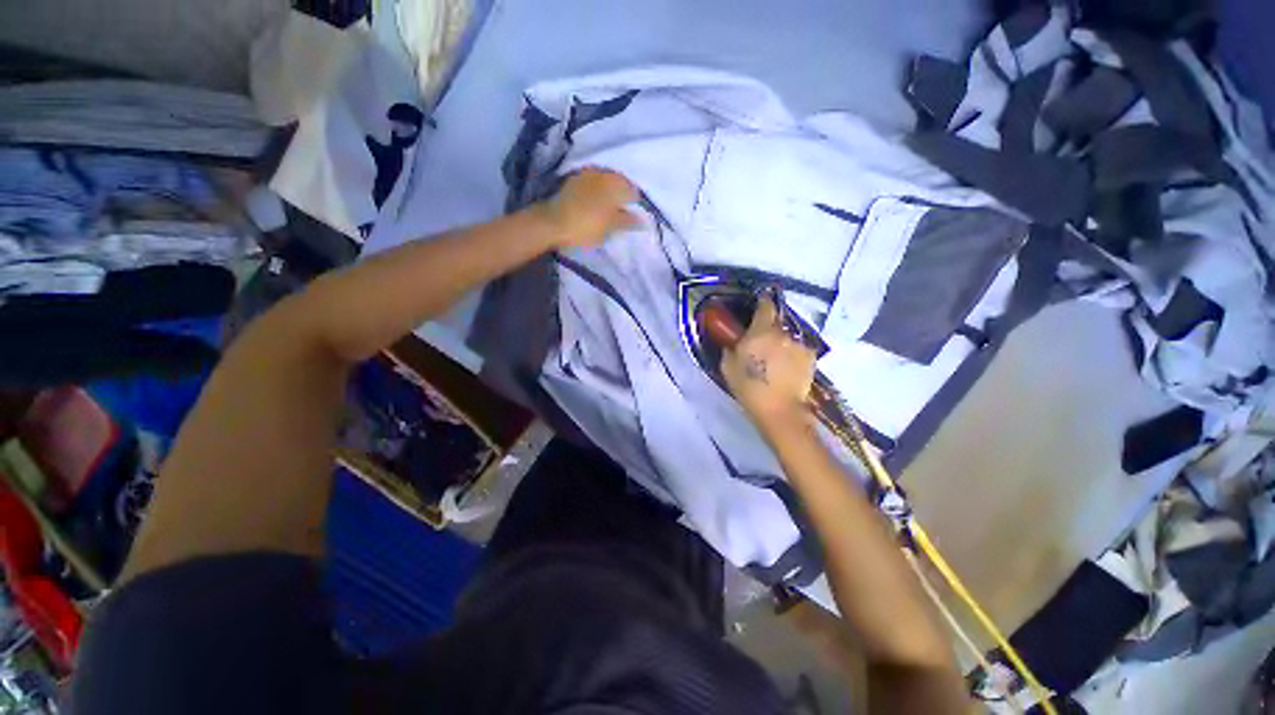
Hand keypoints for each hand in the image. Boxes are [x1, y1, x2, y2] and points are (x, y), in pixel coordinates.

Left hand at [538, 168, 639, 248]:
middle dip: (623, 194)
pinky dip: (598, 191)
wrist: (553, 223)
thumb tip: (643, 220)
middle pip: (620, 183)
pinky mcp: (575, 180)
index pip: (633, 191)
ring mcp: (588, 174)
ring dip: (610, 191)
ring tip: (610, 207)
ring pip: (606, 181)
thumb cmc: (586, 226)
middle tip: (623, 211)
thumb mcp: (610, 227)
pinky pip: (593, 182)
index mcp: (615, 184)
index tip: (634, 214)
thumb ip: (627, 221)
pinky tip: (596, 202)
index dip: (635, 203)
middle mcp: (603, 174)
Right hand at [721, 297, 817, 434]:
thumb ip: (731, 348)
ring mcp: (799, 345)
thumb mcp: (728, 366)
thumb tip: (735, 341)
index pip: (766, 305)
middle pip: (777, 322)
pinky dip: (793, 354)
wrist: (779, 409)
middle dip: (769, 328)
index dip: (762, 301)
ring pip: (788, 337)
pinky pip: (798, 349)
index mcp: (761, 331)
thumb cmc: (749, 387)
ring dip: (782, 342)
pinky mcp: (811, 358)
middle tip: (761, 342)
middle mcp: (783, 333)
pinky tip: (787, 367)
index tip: (759, 303)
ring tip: (775, 359)